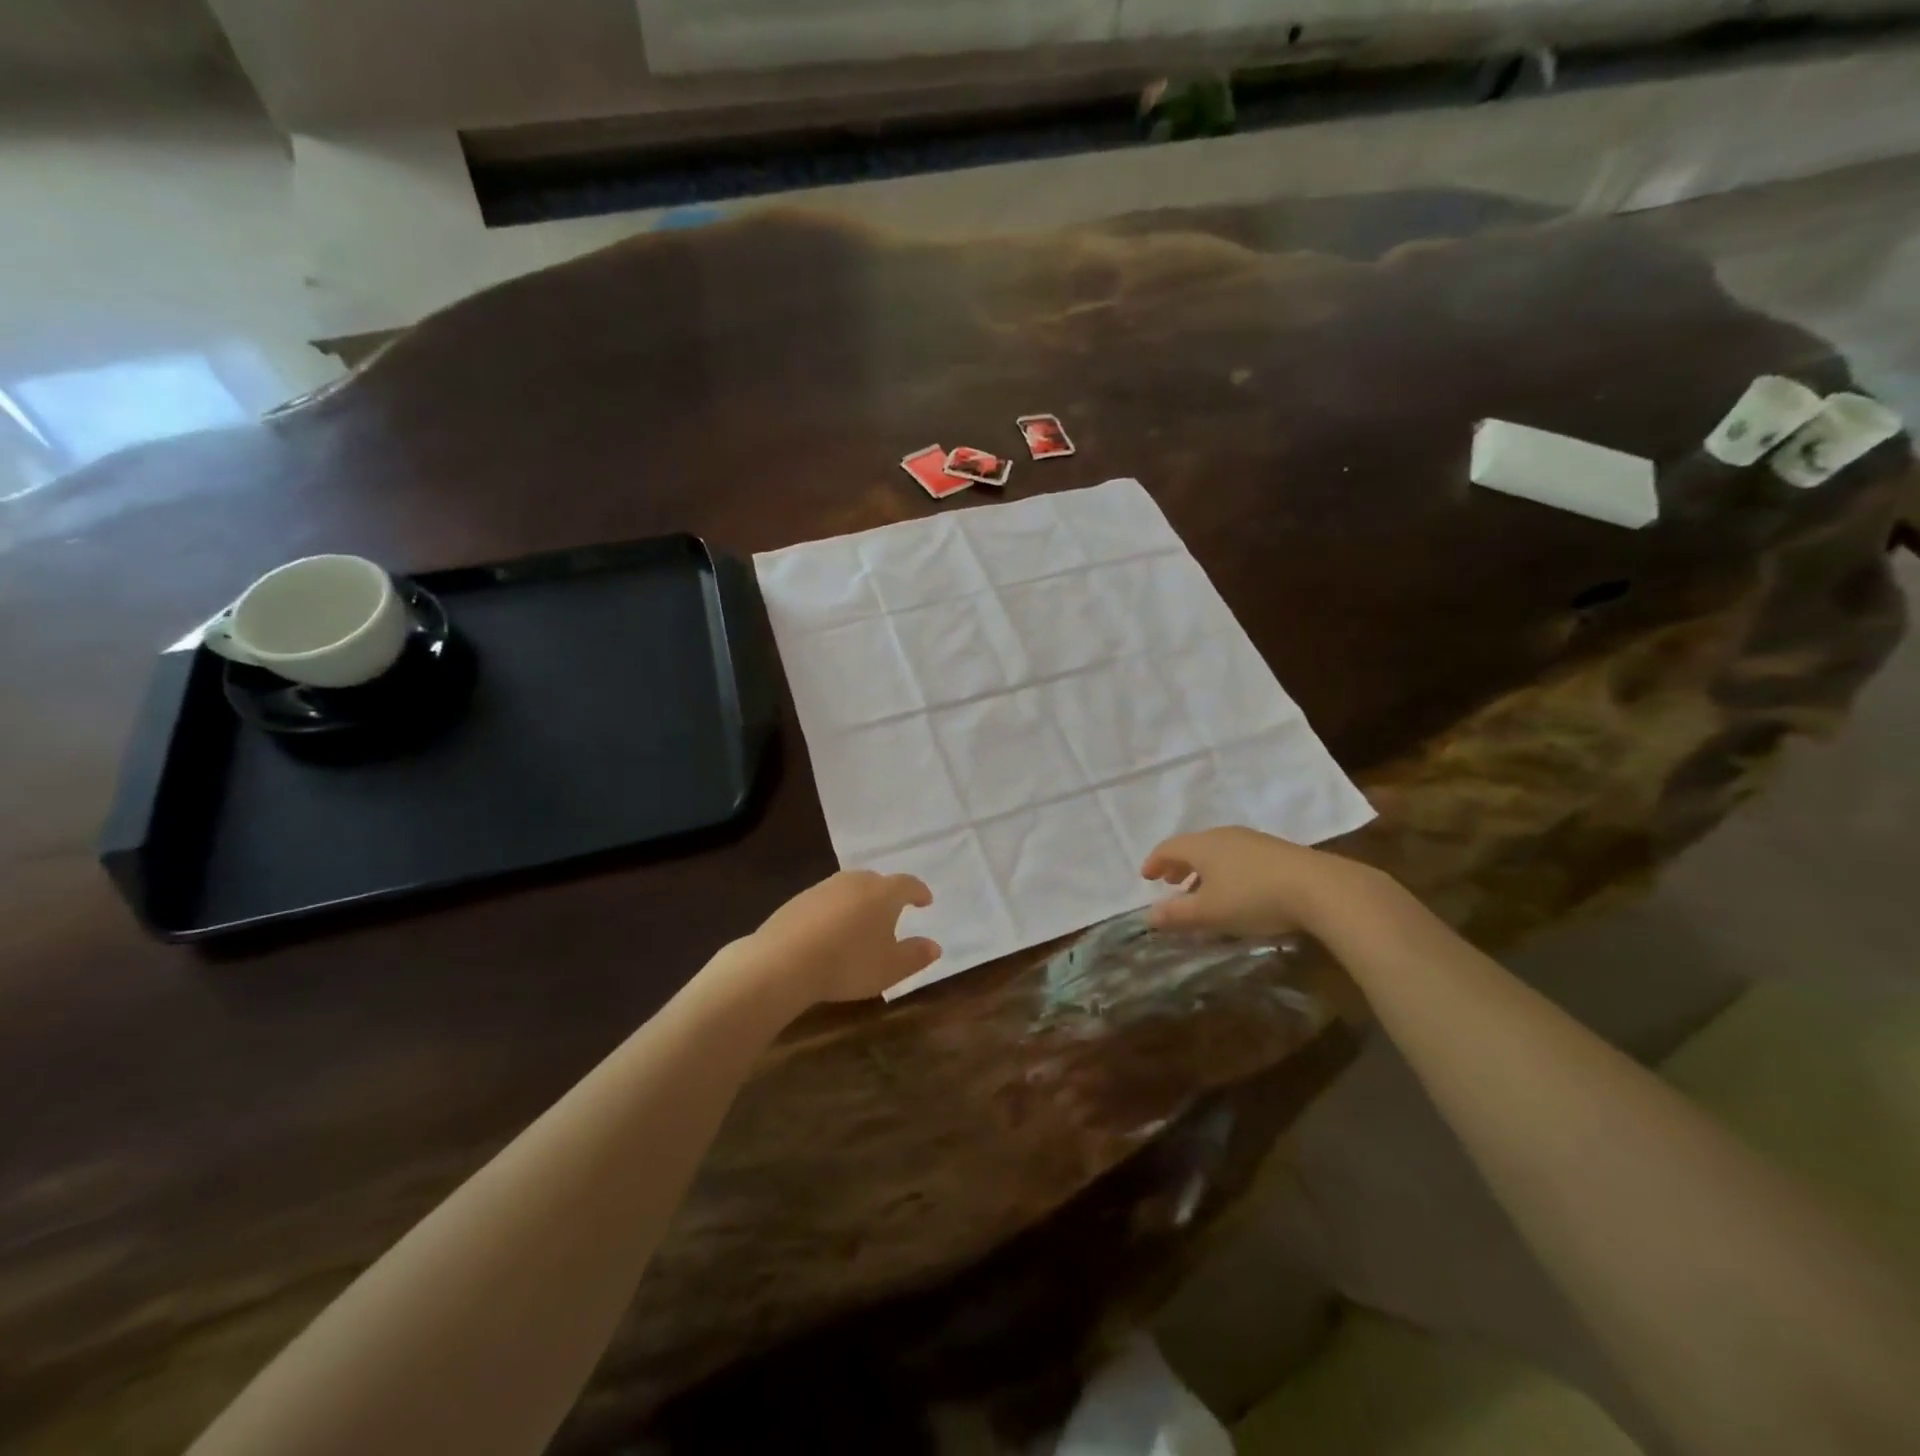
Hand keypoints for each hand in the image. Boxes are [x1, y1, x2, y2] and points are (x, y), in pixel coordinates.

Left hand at [739, 871, 939, 1005]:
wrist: (783, 962)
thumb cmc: (848, 963)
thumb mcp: (890, 968)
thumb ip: (916, 955)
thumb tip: (934, 945)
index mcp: (883, 893)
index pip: (908, 884)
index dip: (919, 892)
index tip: (925, 901)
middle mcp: (855, 881)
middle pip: (877, 882)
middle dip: (887, 895)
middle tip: (893, 912)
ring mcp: (823, 888)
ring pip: (849, 889)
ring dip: (859, 903)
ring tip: (861, 924)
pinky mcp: (798, 900)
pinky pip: (825, 901)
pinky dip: (834, 912)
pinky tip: (830, 932)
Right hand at [1141, 826, 1374, 938]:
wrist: (1320, 889)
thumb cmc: (1253, 898)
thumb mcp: (1209, 912)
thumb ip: (1177, 914)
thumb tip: (1149, 916)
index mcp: (1202, 845)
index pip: (1168, 847)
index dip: (1154, 862)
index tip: (1146, 877)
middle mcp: (1224, 835)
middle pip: (1193, 846)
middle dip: (1179, 865)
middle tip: (1170, 882)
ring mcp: (1253, 841)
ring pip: (1217, 851)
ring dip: (1203, 869)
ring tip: (1202, 890)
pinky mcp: (1277, 852)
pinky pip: (1238, 857)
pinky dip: (1225, 871)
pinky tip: (1236, 891)